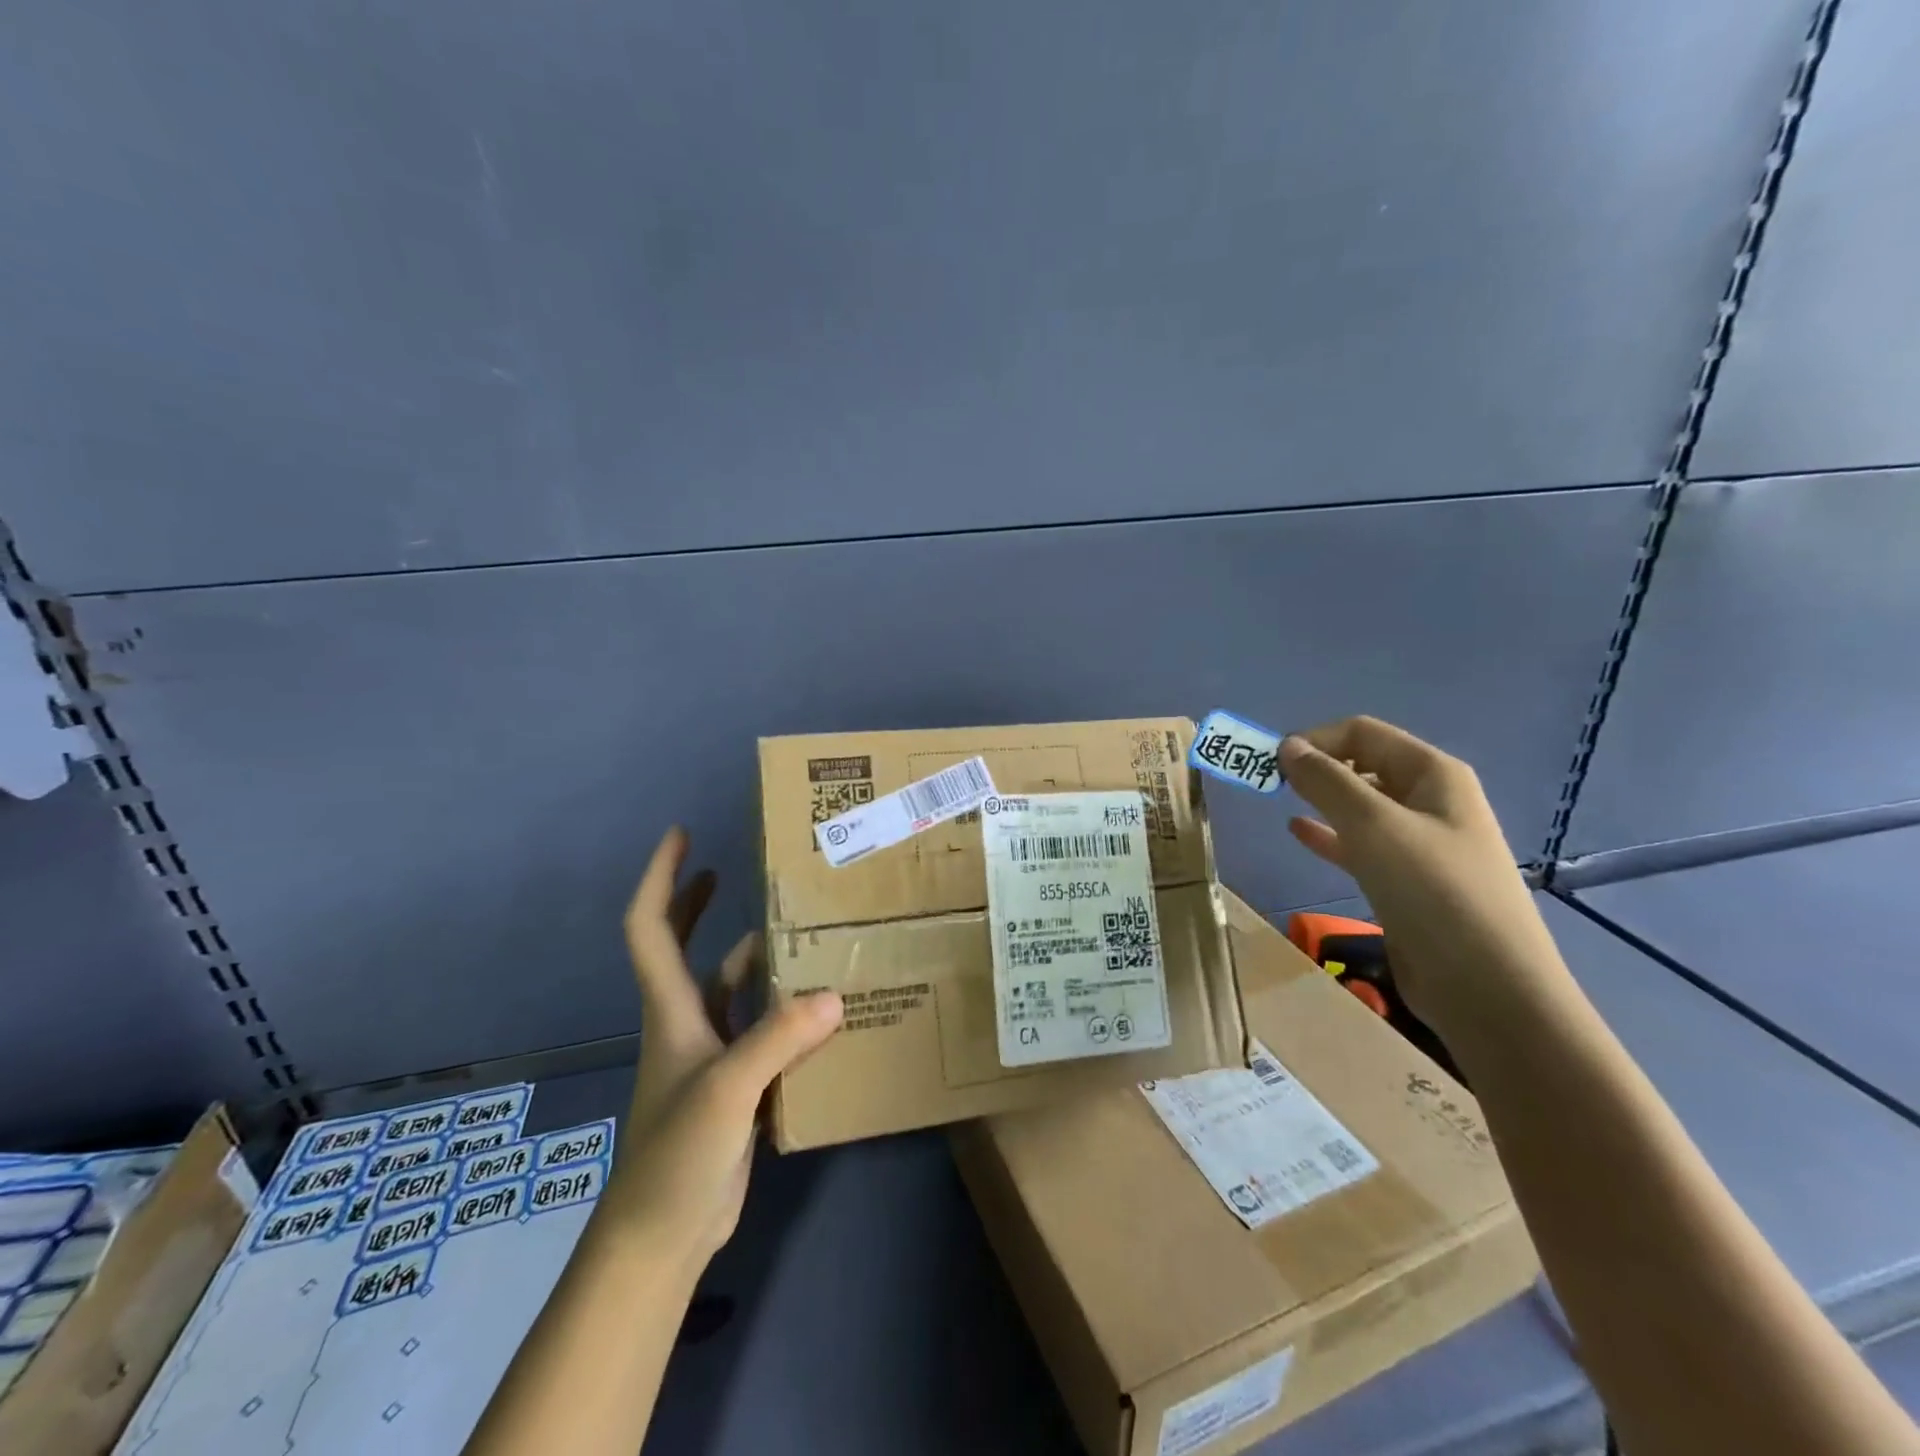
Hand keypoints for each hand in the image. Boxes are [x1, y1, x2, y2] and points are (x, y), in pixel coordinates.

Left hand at [598, 828, 842, 1272]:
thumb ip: (779, 1040)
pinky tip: (821, 1004)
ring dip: (759, 955)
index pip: (650, 927)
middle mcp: (686, 1021)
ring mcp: (710, 1055)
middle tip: (731, 866)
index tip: (681, 835)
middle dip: (698, 902)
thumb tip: (836, 994)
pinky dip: (785, 1008)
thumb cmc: (676, 1156)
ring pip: (732, 987)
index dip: (661, 877)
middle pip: (682, 947)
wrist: (662, 1239)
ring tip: (802, 927)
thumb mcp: (728, 1091)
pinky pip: (762, 1029)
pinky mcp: (735, 1085)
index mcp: (672, 1009)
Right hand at [1279, 717, 1575, 1047]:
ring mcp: (1419, 843)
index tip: (1271, 763)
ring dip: (1320, 799)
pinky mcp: (1405, 880)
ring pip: (1359, 806)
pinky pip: (1359, 844)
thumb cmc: (1432, 890)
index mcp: (1432, 773)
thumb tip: (1287, 747)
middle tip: (1268, 783)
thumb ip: (1326, 781)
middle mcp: (1429, 800)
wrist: (1486, 985)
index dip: (1315, 740)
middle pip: (1362, 765)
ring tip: (1277, 801)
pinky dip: (1329, 835)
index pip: (1363, 733)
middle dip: (1316, 767)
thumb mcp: (1373, 825)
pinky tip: (1298, 832)